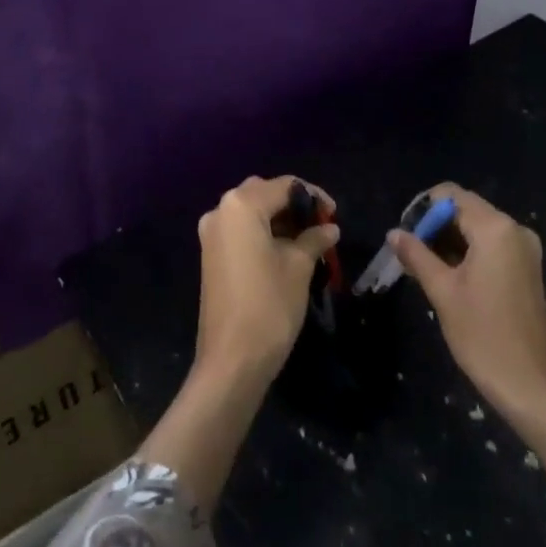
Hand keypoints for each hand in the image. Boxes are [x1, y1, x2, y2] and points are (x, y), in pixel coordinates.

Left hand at [194, 176, 339, 384]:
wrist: (231, 361)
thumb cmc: (269, 306)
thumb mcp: (299, 267)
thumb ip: (314, 239)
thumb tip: (329, 227)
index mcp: (241, 205)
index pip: (284, 186)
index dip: (313, 196)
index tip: (334, 213)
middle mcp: (220, 211)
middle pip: (264, 194)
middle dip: (294, 205)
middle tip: (321, 225)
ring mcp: (212, 234)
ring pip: (251, 212)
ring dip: (279, 220)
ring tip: (309, 239)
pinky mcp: (211, 255)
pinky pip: (241, 231)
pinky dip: (263, 233)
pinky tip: (286, 251)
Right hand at [389, 185, 545, 416]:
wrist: (535, 388)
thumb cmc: (484, 336)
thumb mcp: (442, 293)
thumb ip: (417, 255)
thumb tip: (394, 233)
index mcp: (495, 228)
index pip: (451, 195)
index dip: (423, 209)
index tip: (405, 235)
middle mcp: (514, 229)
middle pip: (466, 209)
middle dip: (435, 226)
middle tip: (410, 254)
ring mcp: (525, 250)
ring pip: (478, 228)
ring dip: (450, 241)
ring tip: (424, 268)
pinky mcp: (528, 269)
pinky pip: (492, 245)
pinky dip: (469, 253)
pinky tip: (450, 277)